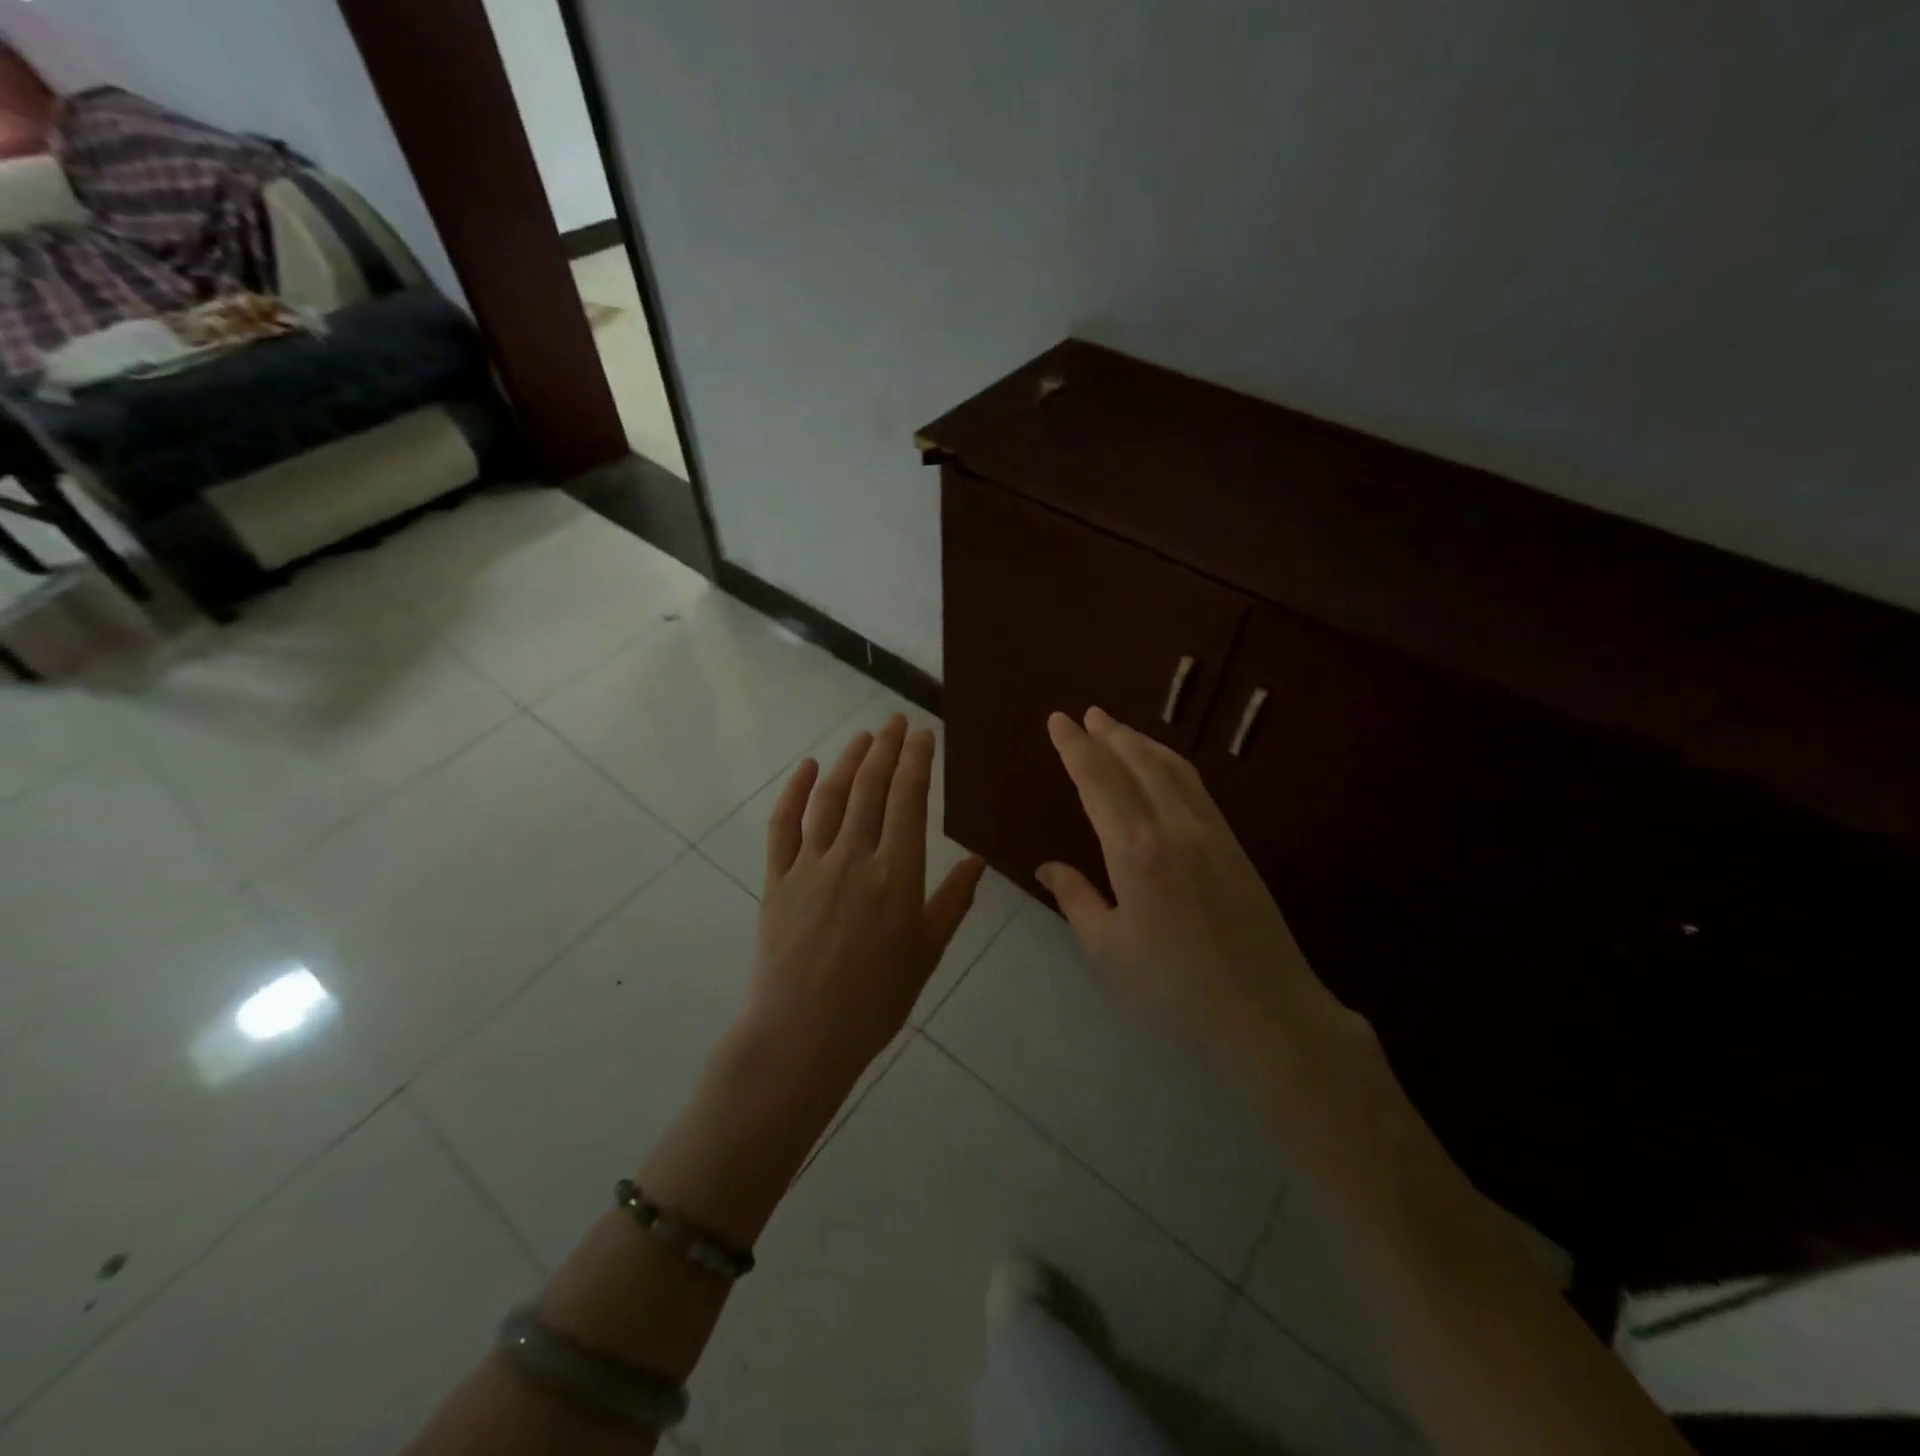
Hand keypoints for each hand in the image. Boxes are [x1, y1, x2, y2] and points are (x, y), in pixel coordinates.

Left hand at [745, 714, 986, 1087]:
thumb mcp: (928, 952)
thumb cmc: (876, 999)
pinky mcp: (777, 879)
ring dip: (848, 760)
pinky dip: (794, 792)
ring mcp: (810, 865)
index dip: (916, 761)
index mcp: (897, 874)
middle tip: (895, 722)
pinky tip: (806, 768)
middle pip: (870, 788)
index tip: (923, 733)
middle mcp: (854, 857)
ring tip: (863, 736)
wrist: (804, 1035)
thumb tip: (978, 859)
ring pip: (831, 798)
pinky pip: (784, 826)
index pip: (908, 800)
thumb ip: (953, 900)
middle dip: (886, 748)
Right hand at [1037, 707, 1352, 1083]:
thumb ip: (1076, 898)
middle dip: (1109, 734)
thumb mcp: (1108, 950)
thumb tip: (1047, 866)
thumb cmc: (1174, 988)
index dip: (1075, 748)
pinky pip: (1196, 786)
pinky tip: (1162, 769)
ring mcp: (1211, 832)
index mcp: (1136, 850)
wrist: (1267, 1013)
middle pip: (1137, 762)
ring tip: (1118, 730)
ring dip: (1141, 742)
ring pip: (1172, 768)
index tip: (1058, 720)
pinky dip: (1170, 764)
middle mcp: (1174, 826)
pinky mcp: (1235, 844)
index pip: (1098, 781)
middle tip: (1087, 714)